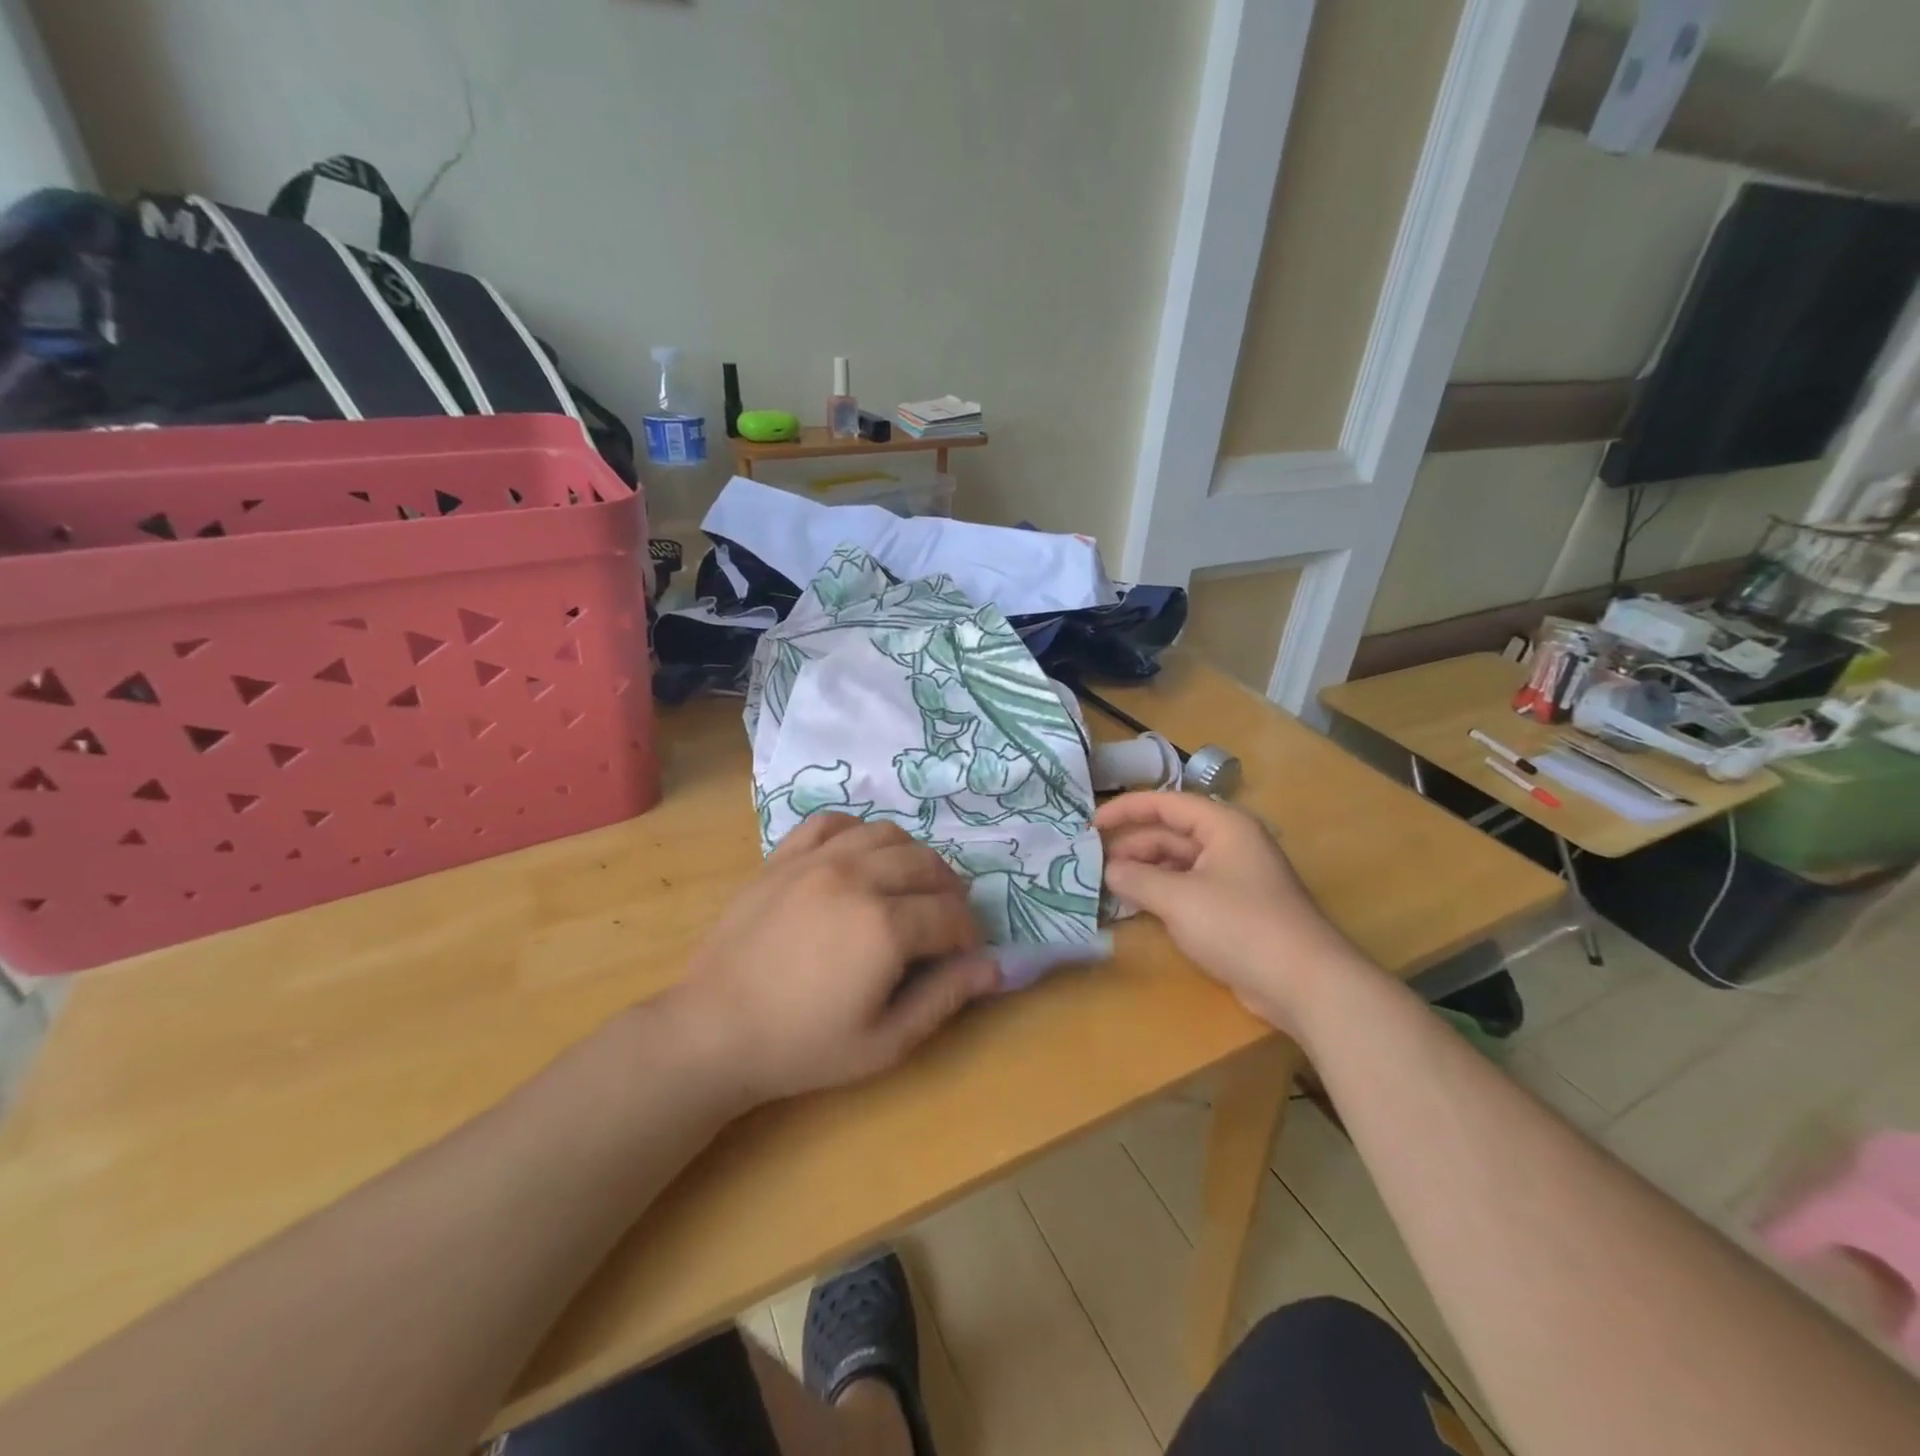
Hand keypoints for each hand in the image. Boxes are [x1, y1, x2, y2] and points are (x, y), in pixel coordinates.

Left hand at [668, 814, 999, 1104]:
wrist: (714, 1031)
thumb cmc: (802, 1047)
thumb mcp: (884, 1041)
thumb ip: (944, 998)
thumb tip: (993, 966)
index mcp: (884, 926)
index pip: (950, 914)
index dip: (969, 934)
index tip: (964, 954)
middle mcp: (857, 878)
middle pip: (927, 865)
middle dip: (948, 892)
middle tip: (943, 922)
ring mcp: (816, 860)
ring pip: (887, 834)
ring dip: (911, 858)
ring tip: (908, 888)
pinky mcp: (783, 856)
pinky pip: (832, 822)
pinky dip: (858, 831)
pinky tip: (859, 857)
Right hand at [1095, 791, 1370, 1031]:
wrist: (1305, 984)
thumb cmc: (1241, 926)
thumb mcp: (1179, 899)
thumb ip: (1138, 879)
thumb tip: (1108, 869)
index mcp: (1223, 825)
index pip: (1166, 803)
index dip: (1126, 809)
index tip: (1090, 825)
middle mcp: (1230, 844)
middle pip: (1171, 833)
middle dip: (1132, 846)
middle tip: (1093, 865)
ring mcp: (1234, 878)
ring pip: (1178, 863)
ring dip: (1144, 872)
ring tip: (1108, 887)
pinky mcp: (1235, 910)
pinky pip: (1189, 890)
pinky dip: (1161, 894)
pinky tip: (1136, 907)